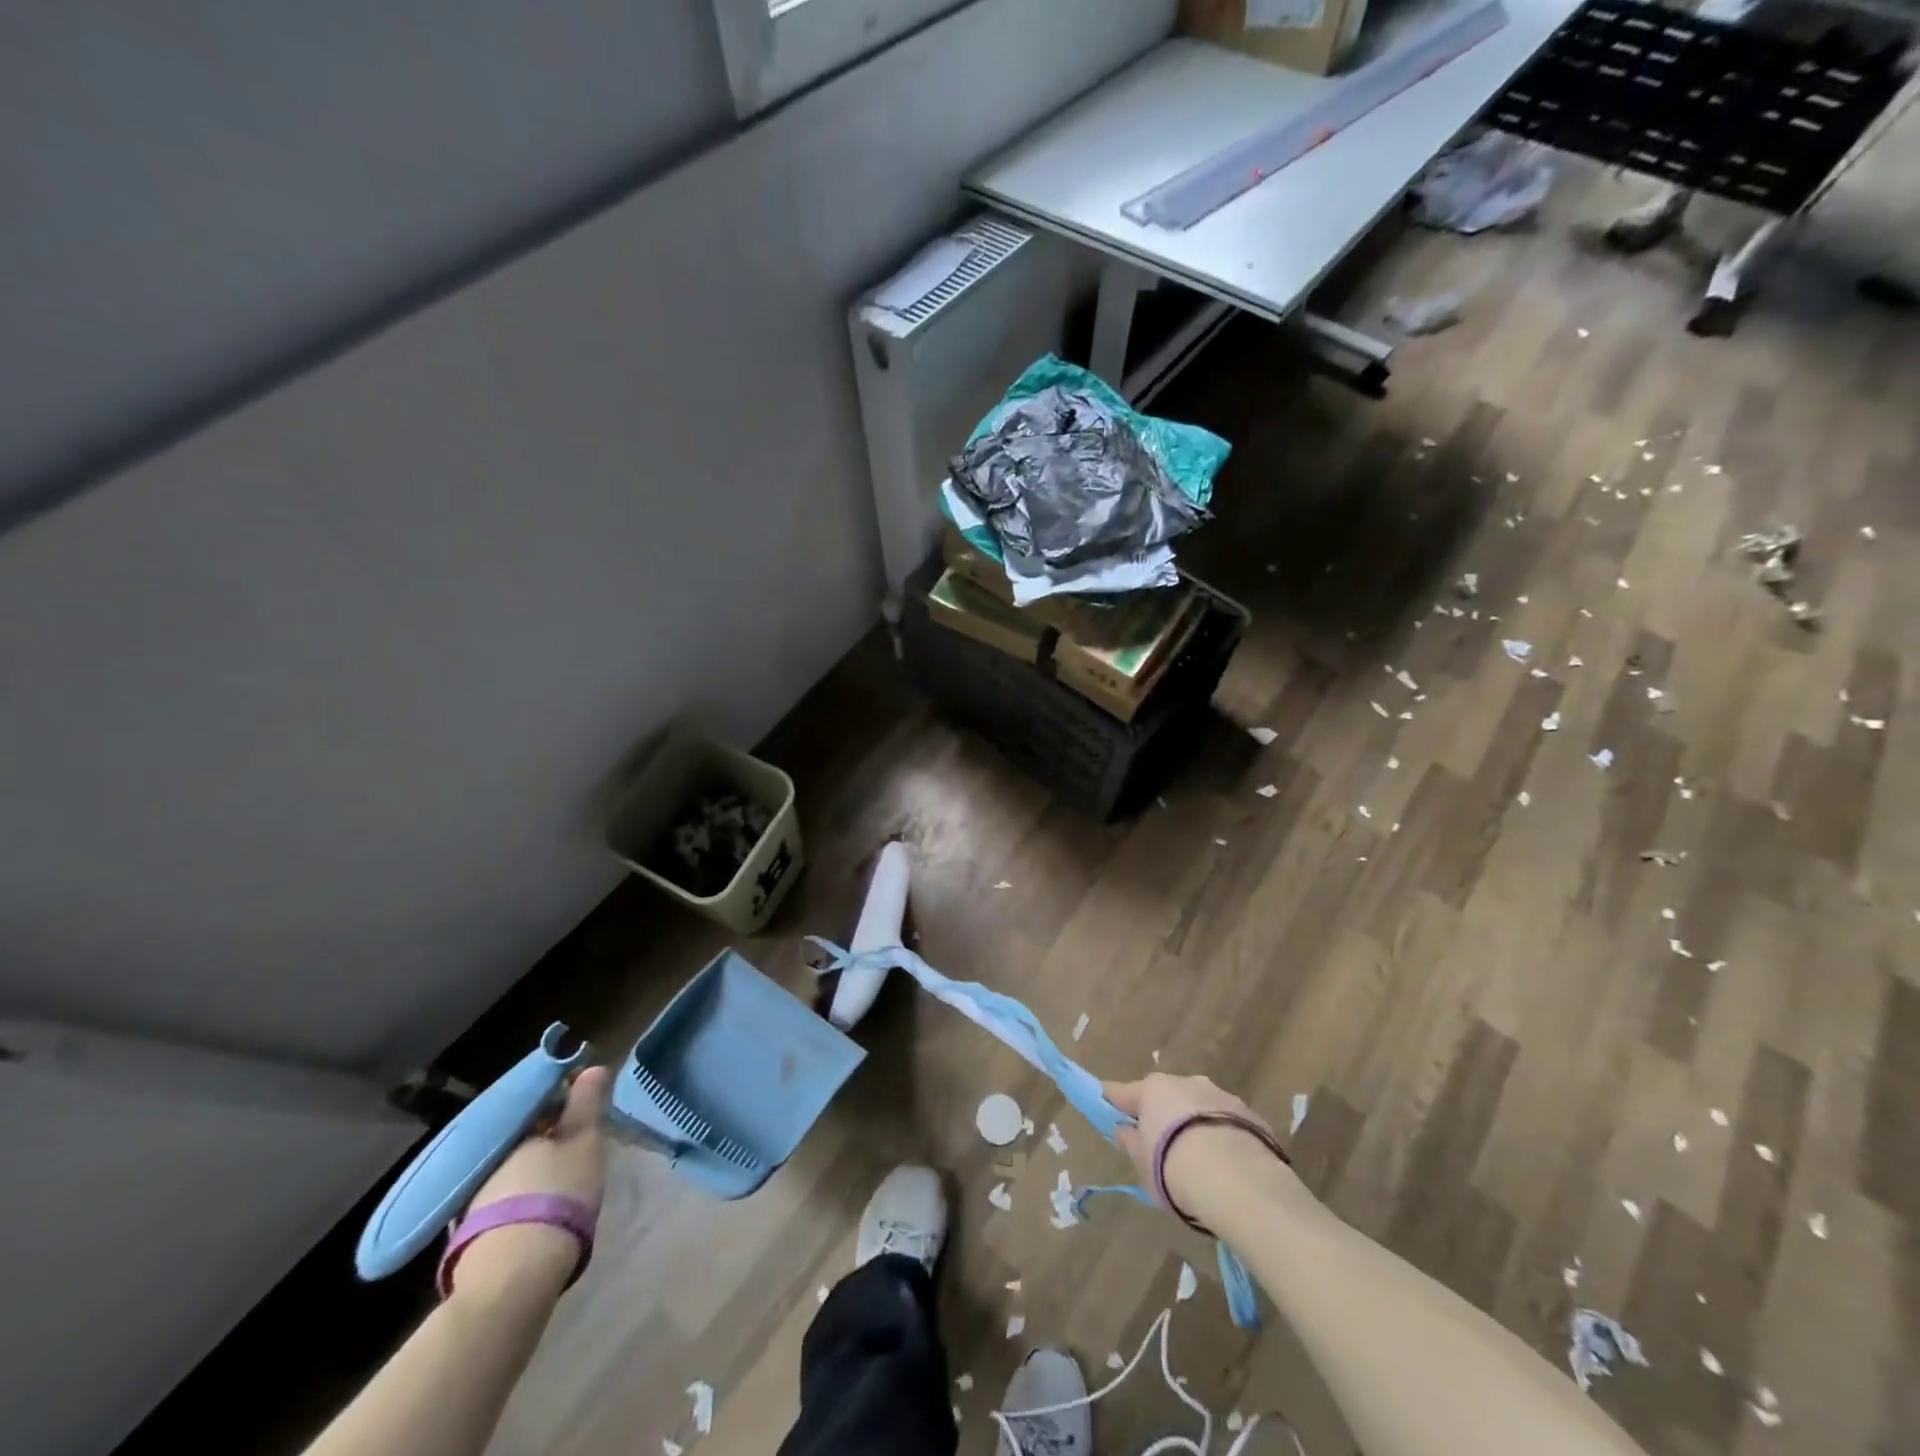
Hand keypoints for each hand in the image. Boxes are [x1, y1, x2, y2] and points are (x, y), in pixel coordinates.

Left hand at [454, 1065, 611, 1299]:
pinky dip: (522, 1193)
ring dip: (533, 1166)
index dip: (563, 1098)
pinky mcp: (471, 1231)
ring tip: (561, 1175)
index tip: (584, 1102)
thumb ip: (587, 1103)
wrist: (516, 1272)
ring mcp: (474, 1195)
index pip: (539, 1101)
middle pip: (522, 1135)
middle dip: (547, 1134)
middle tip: (576, 1140)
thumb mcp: (584, 1141)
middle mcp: (488, 1157)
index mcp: (513, 1129)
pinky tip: (539, 1204)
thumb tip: (592, 1067)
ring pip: (510, 1167)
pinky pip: (503, 1196)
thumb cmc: (558, 1192)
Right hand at [1104, 1073, 1282, 1224]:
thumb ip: (1131, 1143)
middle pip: (1166, 1096)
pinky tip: (1225, 1162)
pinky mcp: (1251, 1115)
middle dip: (1162, 1113)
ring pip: (1199, 1107)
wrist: (1237, 1180)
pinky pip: (1226, 1123)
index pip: (1124, 1092)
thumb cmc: (1174, 1168)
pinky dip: (1221, 1135)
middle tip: (1161, 1143)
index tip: (1106, 1102)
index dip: (1114, 1100)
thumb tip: (1125, 1130)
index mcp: (1153, 1089)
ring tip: (1198, 1157)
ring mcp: (1220, 1095)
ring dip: (1194, 1123)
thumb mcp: (1142, 1163)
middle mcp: (1186, 1083)